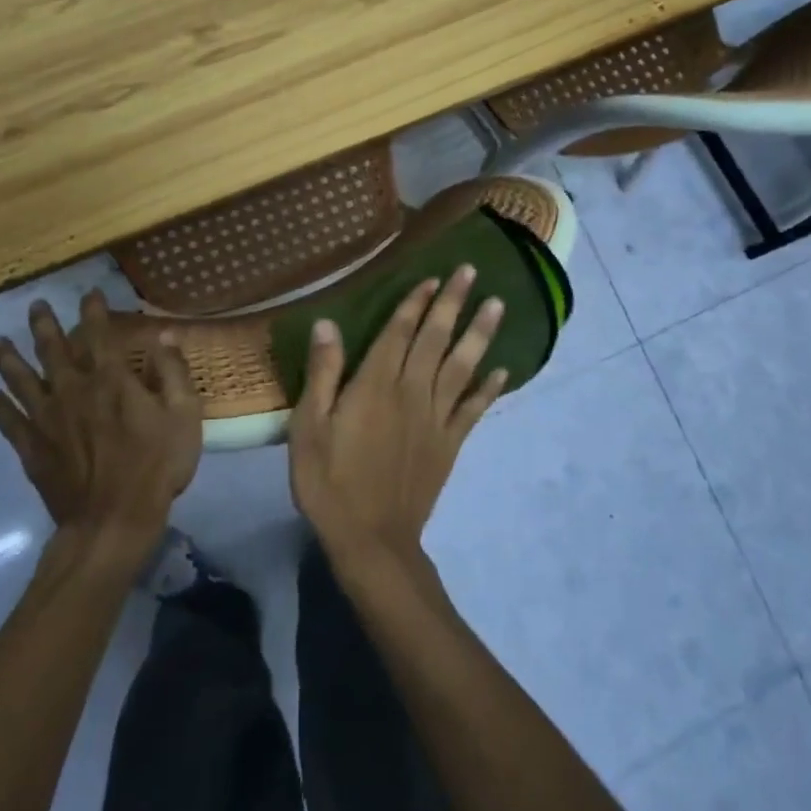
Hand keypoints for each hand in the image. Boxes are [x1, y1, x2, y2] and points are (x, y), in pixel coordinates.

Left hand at [0, 290, 200, 565]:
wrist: (113, 519)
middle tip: (35, 306)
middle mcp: (73, 390)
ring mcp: (47, 420)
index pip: (99, 335)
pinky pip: (9, 422)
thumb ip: (173, 372)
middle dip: (44, 325)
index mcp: (111, 380)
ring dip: (9, 360)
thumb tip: (165, 334)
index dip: (93, 311)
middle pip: (53, 351)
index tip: (88, 293)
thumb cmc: (156, 465)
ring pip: (22, 381)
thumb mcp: (184, 415)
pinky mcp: (32, 448)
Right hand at [288, 265, 506, 564]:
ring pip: (461, 366)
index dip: (416, 303)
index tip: (433, 277)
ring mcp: (435, 418)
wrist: (371, 538)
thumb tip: (327, 322)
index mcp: (375, 385)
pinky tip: (502, 370)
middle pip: (435, 339)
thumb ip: (322, 373)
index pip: (399, 332)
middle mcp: (411, 392)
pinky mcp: (450, 444)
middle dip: (452, 303)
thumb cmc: (329, 481)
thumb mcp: (308, 427)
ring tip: (497, 304)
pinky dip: (489, 389)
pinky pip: (473, 409)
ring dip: (479, 334)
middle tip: (471, 272)